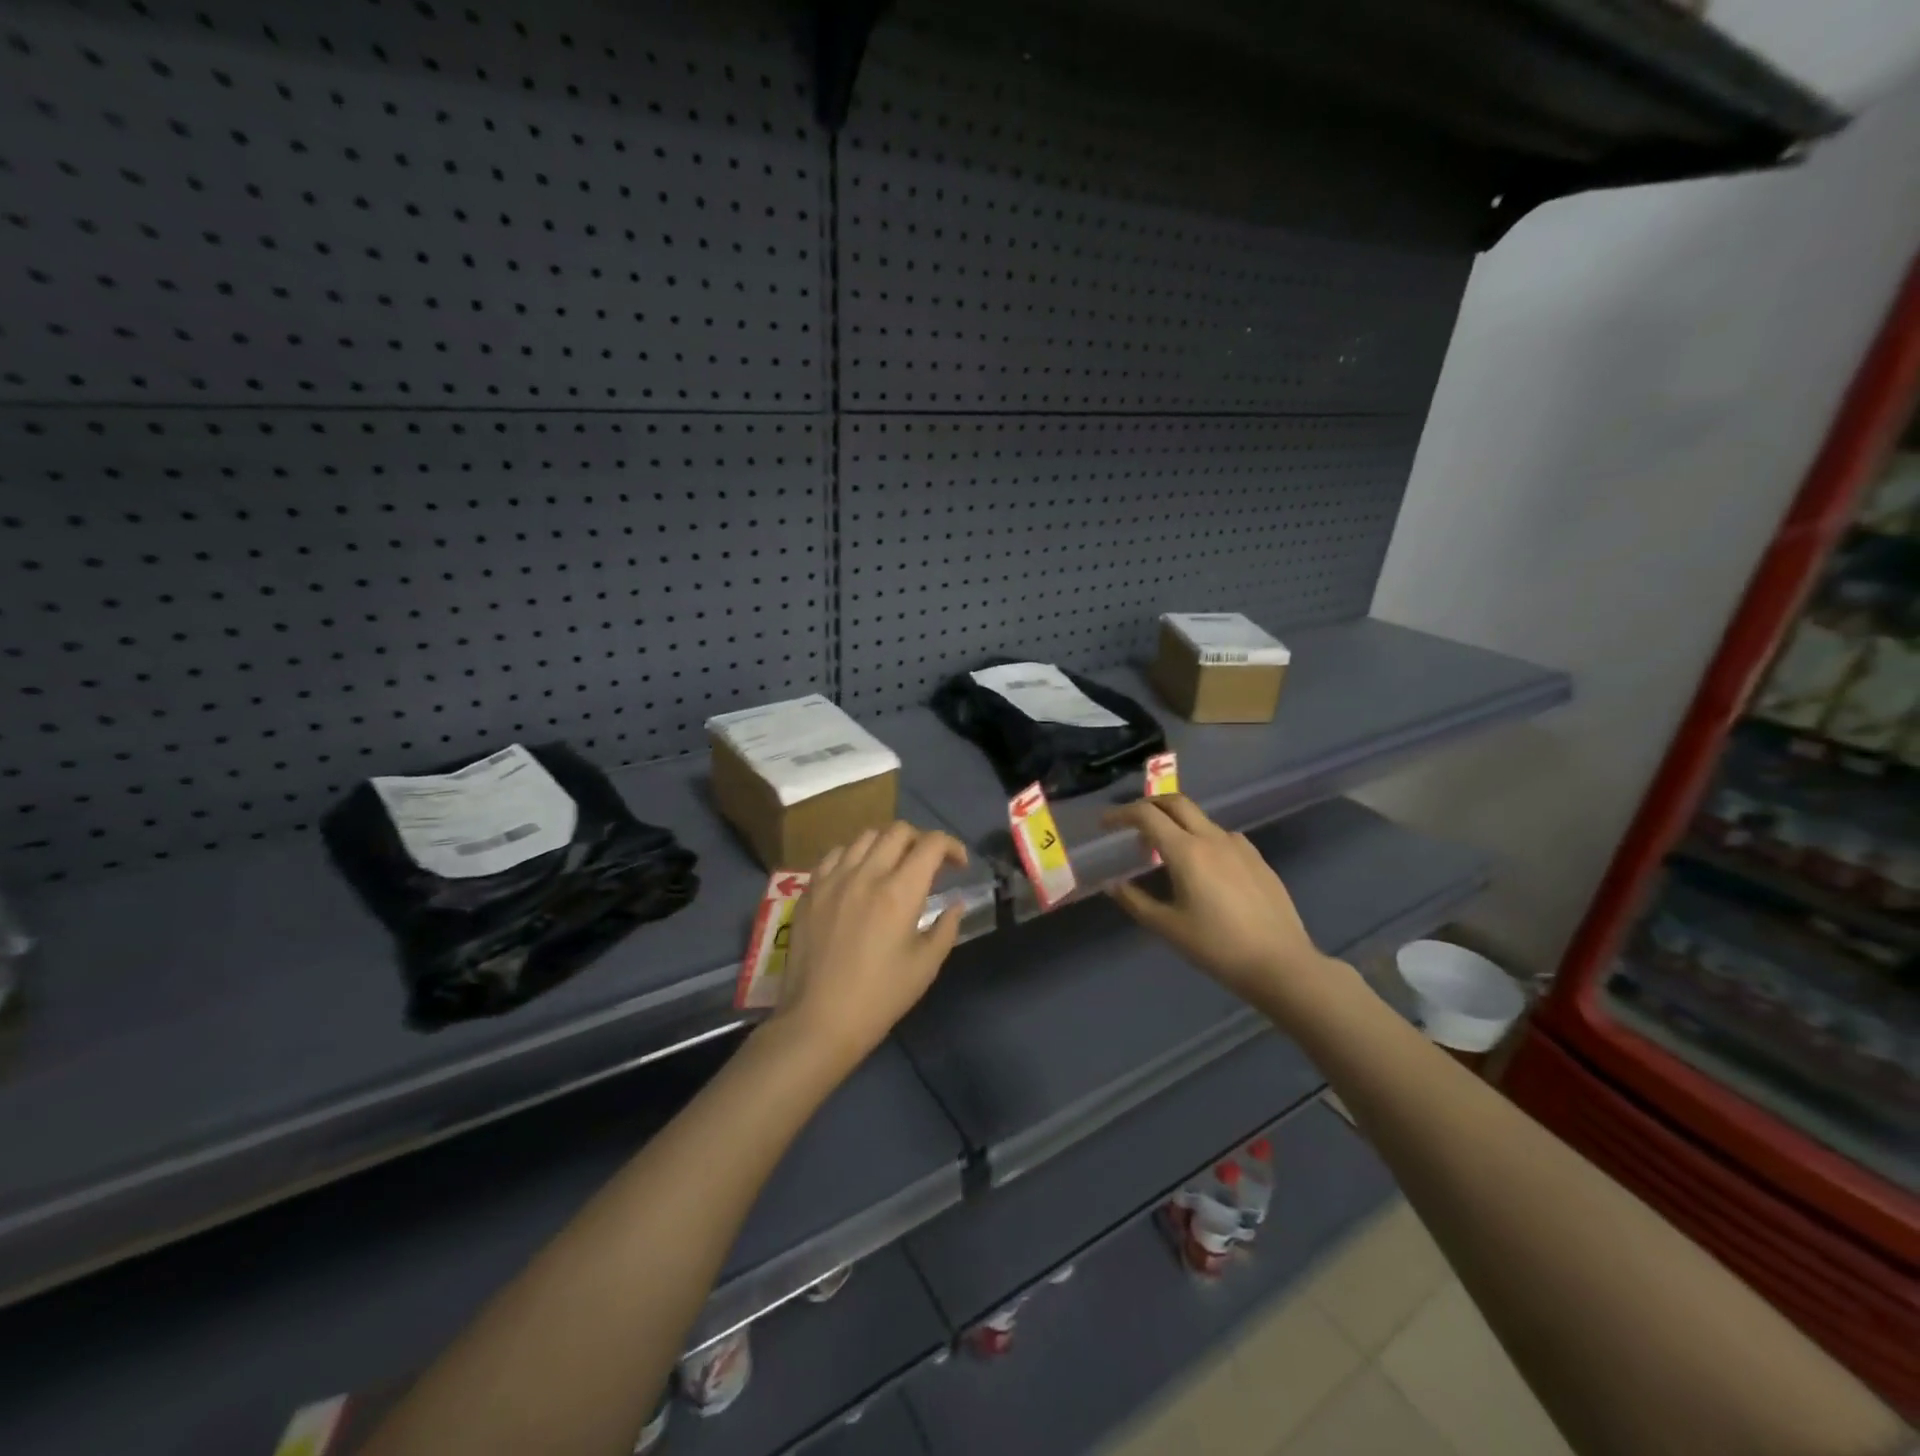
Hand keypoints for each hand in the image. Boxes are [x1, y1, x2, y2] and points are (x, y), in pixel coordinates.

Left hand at [767, 822, 968, 1071]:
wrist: (818, 1020)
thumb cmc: (879, 997)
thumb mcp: (925, 966)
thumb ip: (946, 927)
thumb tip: (955, 904)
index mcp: (899, 892)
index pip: (931, 844)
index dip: (952, 846)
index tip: (959, 865)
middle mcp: (866, 874)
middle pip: (898, 831)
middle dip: (921, 840)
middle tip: (928, 865)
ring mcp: (833, 878)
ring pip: (865, 836)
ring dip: (887, 844)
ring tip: (893, 867)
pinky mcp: (810, 889)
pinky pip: (835, 854)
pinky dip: (854, 856)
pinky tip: (858, 876)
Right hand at [1103, 796, 1344, 1014]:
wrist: (1281, 964)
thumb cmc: (1217, 947)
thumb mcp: (1168, 927)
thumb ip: (1135, 901)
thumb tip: (1112, 885)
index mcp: (1186, 851)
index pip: (1147, 815)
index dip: (1121, 814)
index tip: (1106, 824)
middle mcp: (1213, 838)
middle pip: (1176, 802)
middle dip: (1149, 806)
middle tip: (1132, 824)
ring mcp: (1239, 846)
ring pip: (1200, 819)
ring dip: (1176, 824)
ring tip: (1165, 852)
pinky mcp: (1258, 859)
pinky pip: (1222, 837)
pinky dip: (1201, 838)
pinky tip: (1203, 867)